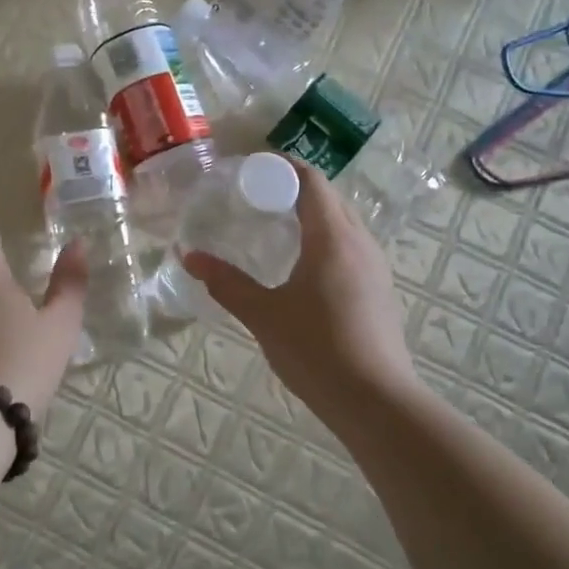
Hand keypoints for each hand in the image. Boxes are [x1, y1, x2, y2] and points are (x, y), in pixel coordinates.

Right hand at [182, 160, 416, 421]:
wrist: (376, 401)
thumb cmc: (316, 350)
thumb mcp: (263, 315)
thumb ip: (226, 282)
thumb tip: (188, 257)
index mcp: (332, 237)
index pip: (311, 181)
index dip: (282, 167)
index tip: (251, 169)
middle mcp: (360, 242)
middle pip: (329, 198)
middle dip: (294, 189)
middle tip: (256, 197)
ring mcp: (375, 267)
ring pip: (343, 223)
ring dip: (313, 215)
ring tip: (276, 227)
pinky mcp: (380, 290)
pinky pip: (351, 247)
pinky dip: (326, 240)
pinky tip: (303, 267)